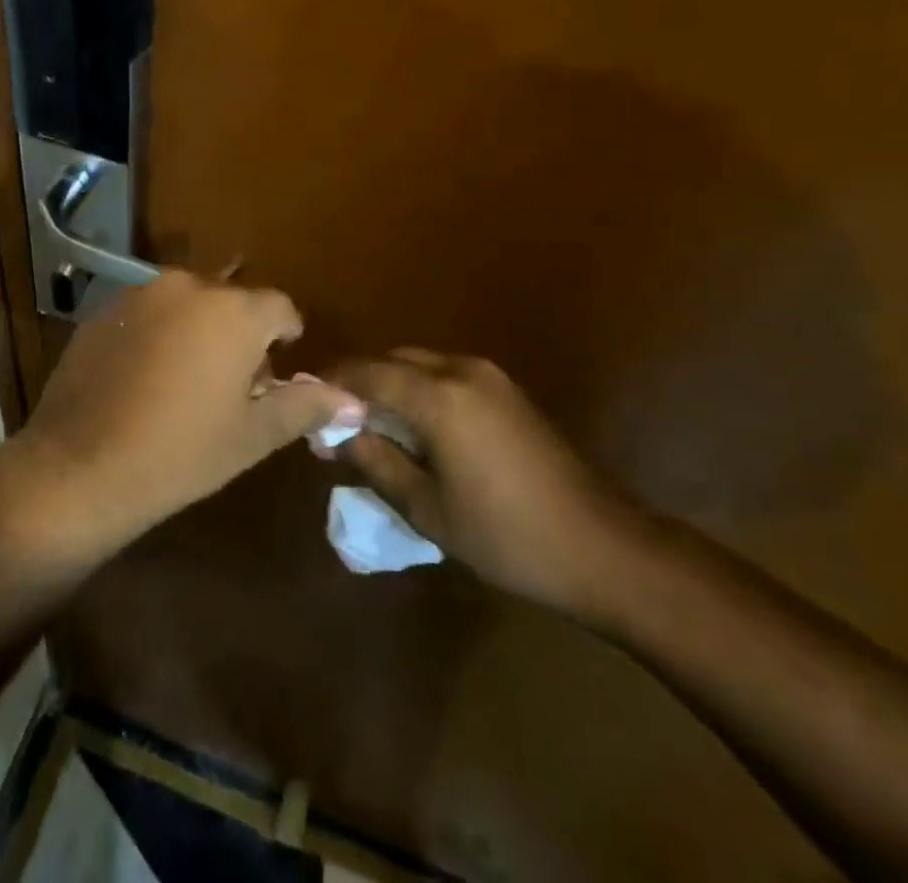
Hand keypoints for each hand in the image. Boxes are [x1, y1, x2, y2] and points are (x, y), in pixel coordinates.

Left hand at [13, 272, 362, 551]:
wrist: (81, 465)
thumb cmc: (182, 452)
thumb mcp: (253, 434)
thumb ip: (306, 405)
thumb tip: (355, 401)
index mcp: (234, 311)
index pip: (279, 306)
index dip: (286, 335)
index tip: (280, 367)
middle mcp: (188, 286)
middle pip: (231, 300)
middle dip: (241, 333)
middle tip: (235, 383)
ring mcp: (140, 294)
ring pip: (188, 302)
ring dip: (198, 329)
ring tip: (188, 379)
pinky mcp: (103, 309)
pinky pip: (148, 312)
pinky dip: (158, 332)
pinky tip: (145, 377)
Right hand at [323, 349, 646, 614]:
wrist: (603, 548)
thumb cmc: (506, 536)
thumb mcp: (427, 508)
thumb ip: (376, 462)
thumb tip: (335, 434)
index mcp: (438, 397)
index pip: (366, 373)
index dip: (331, 385)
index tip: (304, 404)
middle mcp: (460, 371)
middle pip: (392, 360)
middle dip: (360, 383)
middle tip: (336, 420)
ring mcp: (489, 377)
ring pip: (419, 363)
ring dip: (390, 385)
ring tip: (371, 425)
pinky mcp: (506, 391)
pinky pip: (446, 375)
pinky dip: (419, 390)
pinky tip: (415, 427)